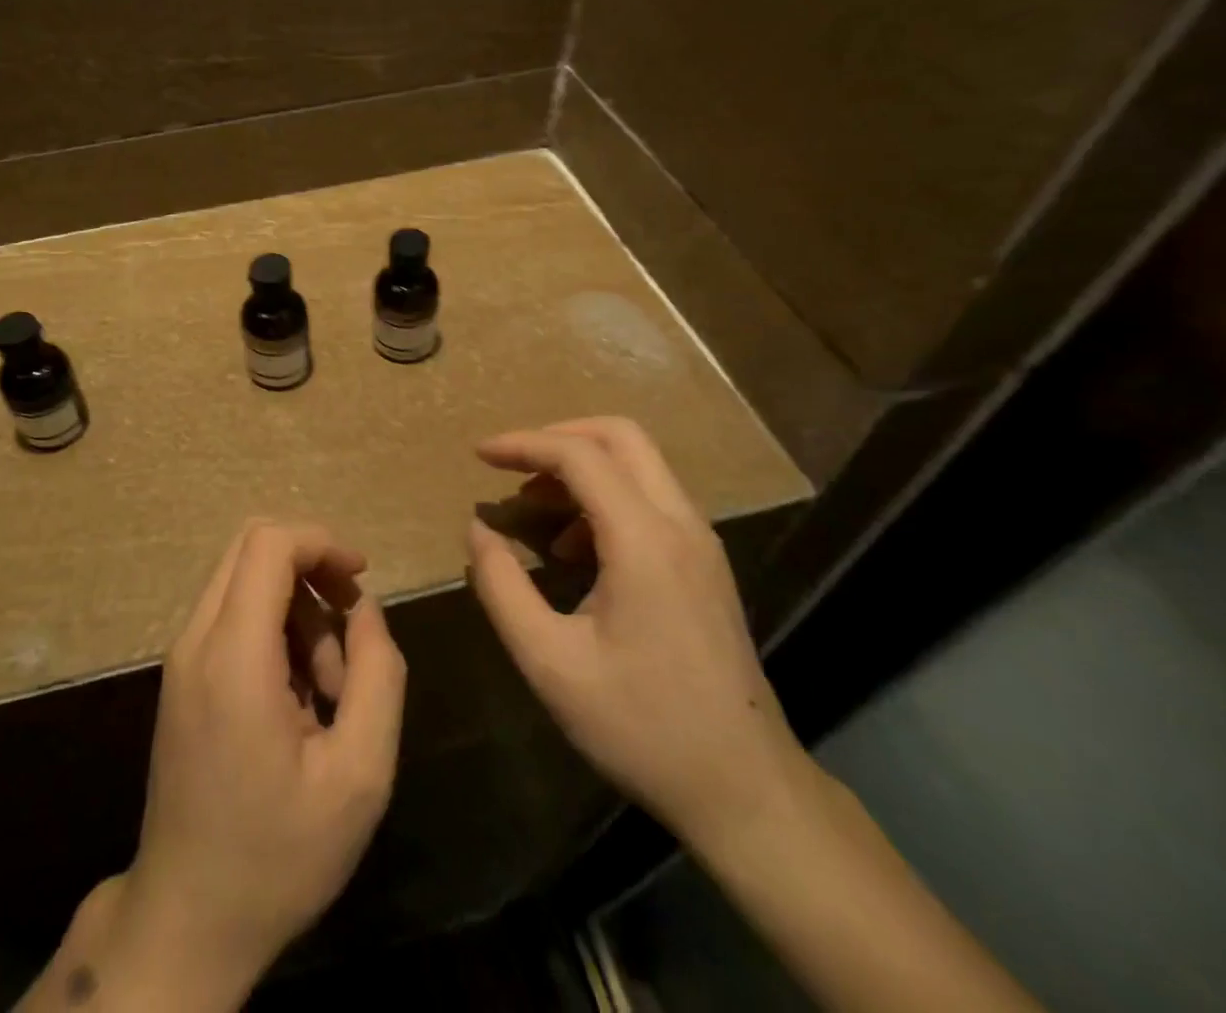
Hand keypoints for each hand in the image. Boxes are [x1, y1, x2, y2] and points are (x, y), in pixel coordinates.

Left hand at [98, 522, 405, 1008]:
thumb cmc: (278, 854)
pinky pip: (232, 615)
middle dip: (312, 568)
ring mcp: (182, 657)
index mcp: (234, 656)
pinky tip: (299, 694)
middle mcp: (197, 641)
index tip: (361, 578)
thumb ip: (377, 674)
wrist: (188, 919)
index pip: (269, 544)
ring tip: (329, 685)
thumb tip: (365, 608)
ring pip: (243, 579)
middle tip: (351, 624)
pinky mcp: (182, 676)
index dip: (322, 542)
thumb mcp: (360, 774)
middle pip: (252, 547)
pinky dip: (273, 628)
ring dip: (296, 607)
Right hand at [466, 418, 810, 846]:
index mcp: (645, 541)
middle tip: (511, 466)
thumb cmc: (642, 727)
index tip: (479, 454)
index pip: (579, 455)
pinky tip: (574, 550)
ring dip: (581, 468)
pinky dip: (604, 498)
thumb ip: (502, 587)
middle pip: (621, 436)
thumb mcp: (550, 662)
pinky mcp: (705, 565)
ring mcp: (701, 543)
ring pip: (639, 464)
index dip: (523, 444)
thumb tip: (479, 530)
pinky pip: (650, 499)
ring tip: (533, 510)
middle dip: (558, 437)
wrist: (746, 791)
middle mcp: (681, 524)